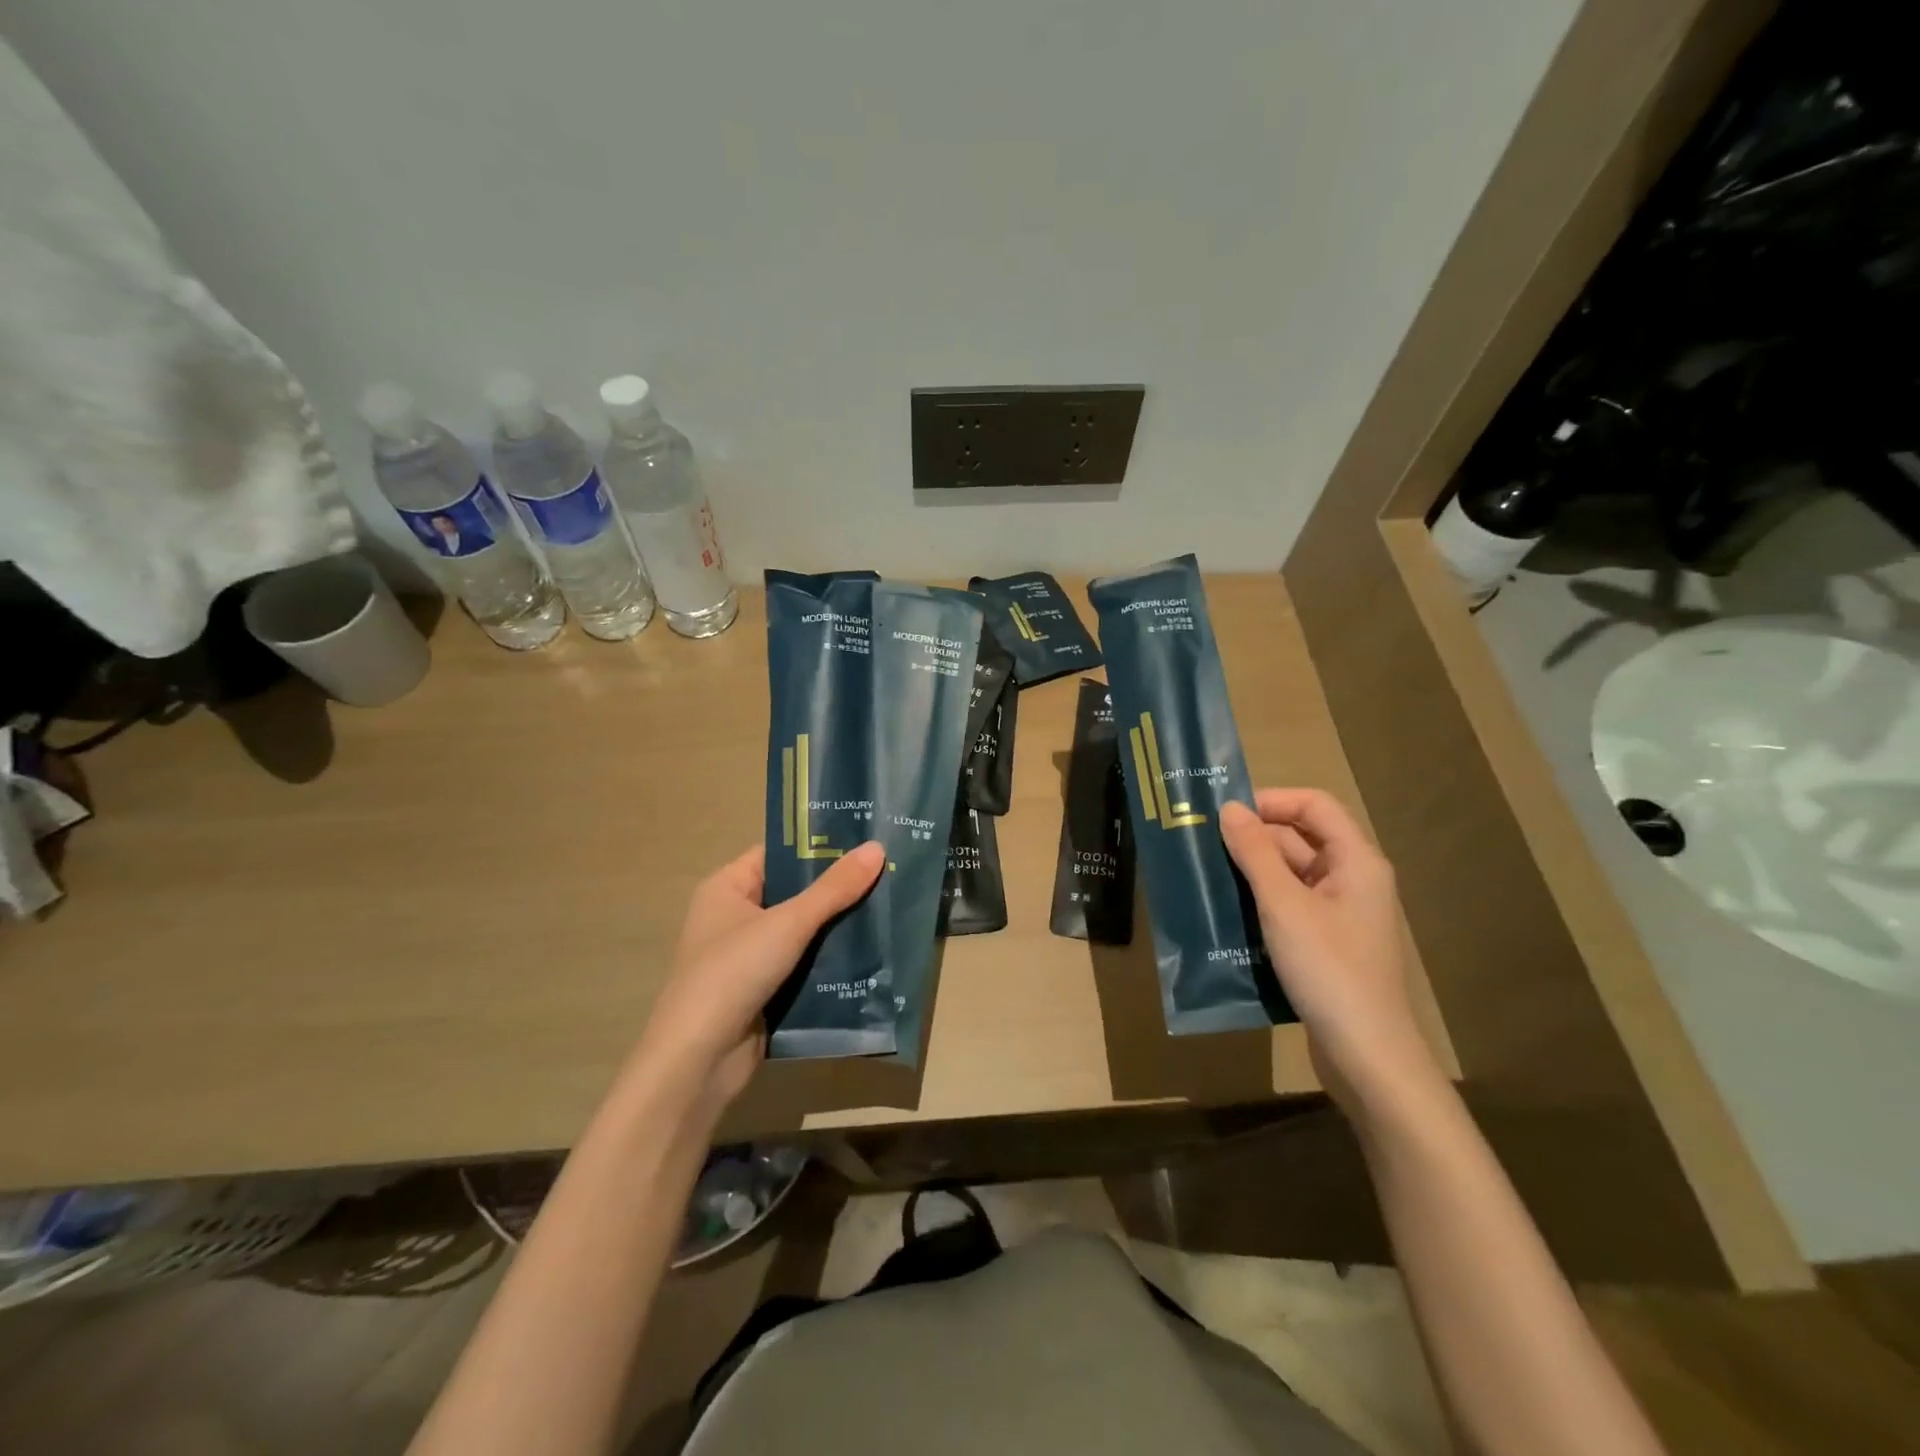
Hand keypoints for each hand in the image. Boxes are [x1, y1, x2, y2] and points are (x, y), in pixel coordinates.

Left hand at [630, 841, 885, 1117]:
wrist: (698, 1062)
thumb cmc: (733, 974)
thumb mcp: (788, 924)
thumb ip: (833, 888)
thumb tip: (877, 847)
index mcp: (728, 887)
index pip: (779, 853)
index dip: (820, 845)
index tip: (867, 839)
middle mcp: (735, 915)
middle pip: (795, 891)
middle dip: (838, 888)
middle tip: (889, 871)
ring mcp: (749, 955)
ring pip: (804, 930)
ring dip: (839, 926)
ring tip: (890, 907)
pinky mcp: (764, 990)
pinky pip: (804, 964)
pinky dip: (831, 960)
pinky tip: (872, 953)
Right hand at [1220, 790, 1435, 1109]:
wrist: (1367, 1056)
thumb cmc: (1329, 969)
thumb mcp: (1284, 905)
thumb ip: (1255, 852)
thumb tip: (1230, 808)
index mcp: (1357, 861)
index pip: (1314, 805)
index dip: (1271, 801)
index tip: (1226, 814)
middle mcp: (1353, 880)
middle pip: (1301, 839)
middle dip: (1254, 838)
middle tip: (1203, 845)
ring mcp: (1341, 914)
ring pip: (1292, 875)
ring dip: (1252, 872)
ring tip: (1206, 875)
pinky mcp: (1327, 944)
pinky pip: (1291, 906)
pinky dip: (1261, 902)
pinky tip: (1227, 913)